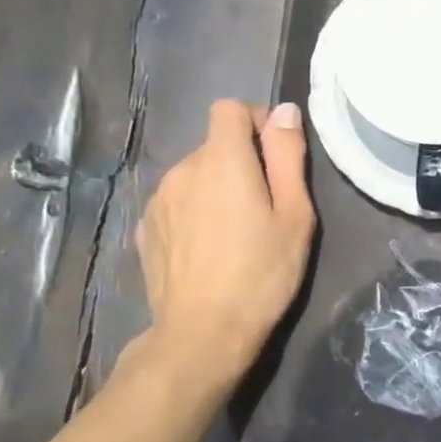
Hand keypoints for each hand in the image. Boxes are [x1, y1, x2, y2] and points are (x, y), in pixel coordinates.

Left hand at [136, 100, 314, 391]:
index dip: (256, 121)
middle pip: (215, 145)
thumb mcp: (294, 214)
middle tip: (267, 207)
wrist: (203, 332)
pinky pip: (178, 202)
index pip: (229, 109)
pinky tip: (210, 249)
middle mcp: (182, 169)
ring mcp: (158, 200)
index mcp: (222, 160)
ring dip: (217, 188)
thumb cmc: (262, 272)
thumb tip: (283, 110)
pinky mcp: (146, 228)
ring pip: (195, 175)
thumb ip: (288, 156)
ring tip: (238, 232)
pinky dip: (196, 211)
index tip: (277, 156)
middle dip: (242, 162)